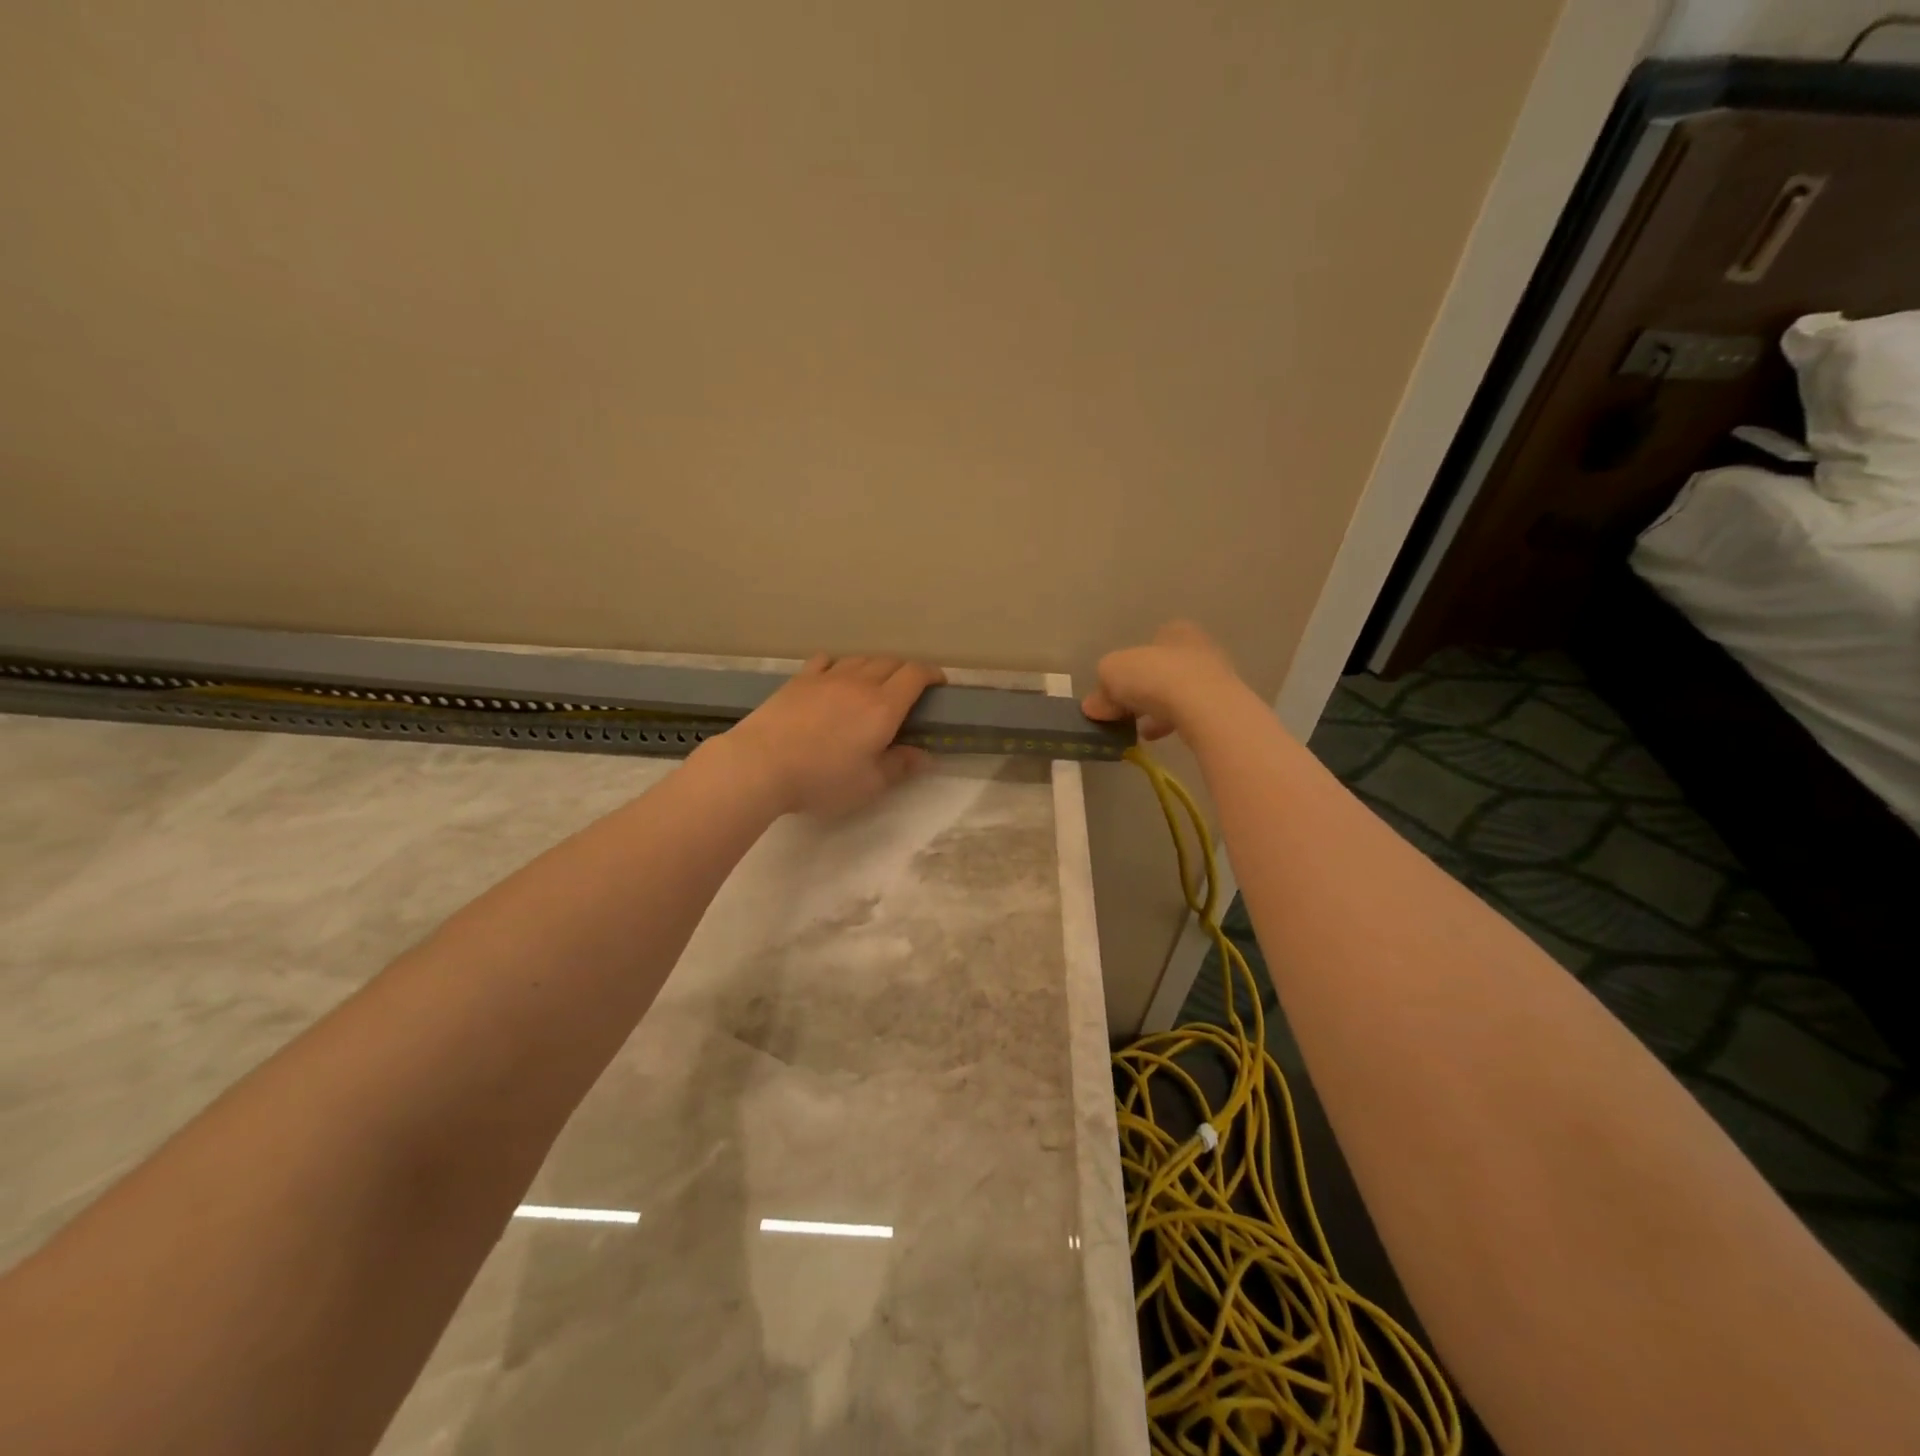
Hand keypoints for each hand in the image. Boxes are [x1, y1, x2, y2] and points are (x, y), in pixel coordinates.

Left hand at [719, 655, 945, 816]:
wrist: (761, 764)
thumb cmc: (822, 779)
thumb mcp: (869, 784)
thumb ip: (900, 766)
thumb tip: (924, 756)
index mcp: (883, 707)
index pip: (915, 675)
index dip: (931, 674)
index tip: (939, 683)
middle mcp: (859, 683)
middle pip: (890, 662)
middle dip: (906, 670)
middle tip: (909, 689)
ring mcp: (827, 677)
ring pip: (860, 659)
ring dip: (875, 666)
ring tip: (875, 683)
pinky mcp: (799, 680)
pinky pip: (827, 660)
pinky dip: (840, 665)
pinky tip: (835, 675)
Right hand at [1082, 621, 1243, 741]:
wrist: (1203, 706)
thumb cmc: (1155, 675)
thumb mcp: (1111, 674)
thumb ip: (1100, 689)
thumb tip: (1093, 706)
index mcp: (1175, 631)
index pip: (1149, 644)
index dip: (1130, 666)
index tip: (1116, 689)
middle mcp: (1200, 648)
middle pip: (1162, 670)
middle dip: (1142, 691)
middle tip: (1123, 711)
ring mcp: (1216, 679)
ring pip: (1177, 694)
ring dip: (1156, 710)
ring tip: (1137, 730)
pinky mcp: (1222, 707)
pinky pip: (1189, 715)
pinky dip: (1170, 724)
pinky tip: (1155, 738)